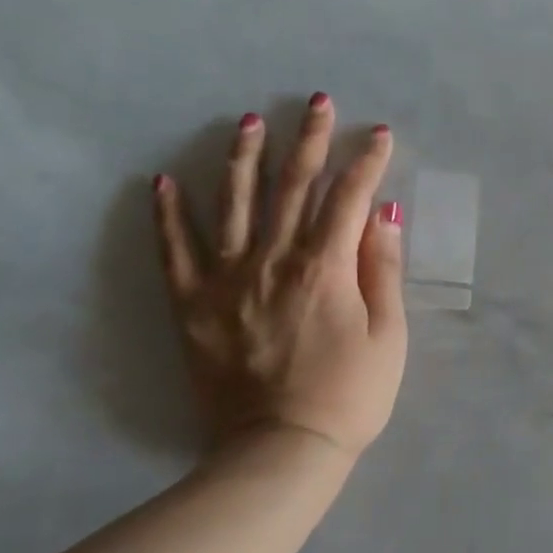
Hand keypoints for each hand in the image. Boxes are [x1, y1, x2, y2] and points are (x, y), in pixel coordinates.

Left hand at [151, 94, 406, 460]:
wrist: (281, 450)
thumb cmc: (349, 396)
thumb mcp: (388, 337)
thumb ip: (383, 271)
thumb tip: (383, 215)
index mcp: (325, 267)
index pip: (349, 198)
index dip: (367, 162)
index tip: (380, 134)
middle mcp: (274, 260)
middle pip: (293, 186)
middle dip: (310, 139)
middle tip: (318, 103)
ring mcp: (228, 279)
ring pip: (234, 203)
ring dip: (244, 157)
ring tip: (250, 122)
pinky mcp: (193, 305)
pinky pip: (176, 251)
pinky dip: (169, 215)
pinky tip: (163, 182)